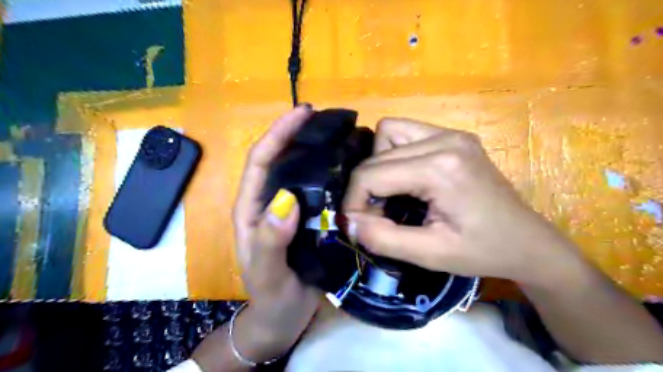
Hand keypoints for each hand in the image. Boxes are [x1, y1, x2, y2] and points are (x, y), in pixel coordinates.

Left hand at [232, 104, 317, 359]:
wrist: (283, 318)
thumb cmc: (271, 296)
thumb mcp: (266, 272)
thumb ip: (270, 240)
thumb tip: (287, 200)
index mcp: (252, 209)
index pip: (260, 162)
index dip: (278, 134)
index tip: (301, 113)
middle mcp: (269, 203)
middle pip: (279, 160)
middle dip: (295, 134)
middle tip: (324, 118)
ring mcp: (290, 210)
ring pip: (299, 173)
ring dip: (313, 150)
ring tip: (338, 136)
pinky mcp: (307, 219)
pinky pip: (317, 190)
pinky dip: (328, 175)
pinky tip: (346, 168)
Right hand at [345, 118, 586, 288]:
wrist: (527, 242)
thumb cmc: (482, 251)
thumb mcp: (429, 254)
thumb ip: (382, 238)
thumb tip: (348, 222)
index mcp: (440, 168)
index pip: (370, 174)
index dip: (354, 202)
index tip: (358, 226)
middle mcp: (444, 139)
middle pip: (376, 155)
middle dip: (365, 188)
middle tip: (378, 216)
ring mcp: (451, 133)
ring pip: (387, 133)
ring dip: (378, 164)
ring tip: (392, 193)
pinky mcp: (454, 136)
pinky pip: (406, 133)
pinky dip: (395, 154)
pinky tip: (407, 178)